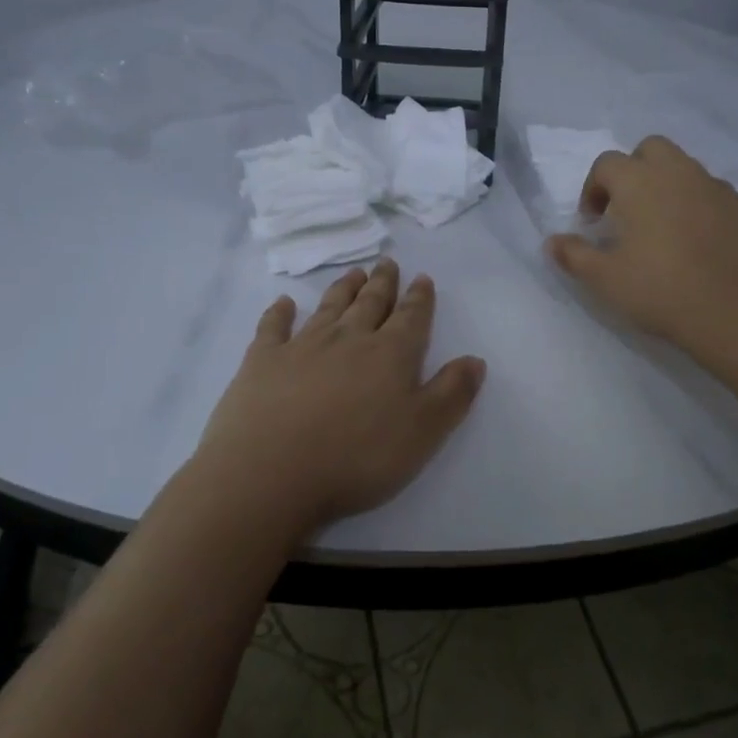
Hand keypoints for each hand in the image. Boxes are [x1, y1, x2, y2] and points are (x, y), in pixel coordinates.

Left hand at [194, 260, 485, 533]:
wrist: (271, 474)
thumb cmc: (357, 457)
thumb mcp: (423, 432)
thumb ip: (452, 393)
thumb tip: (475, 359)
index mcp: (390, 354)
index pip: (411, 317)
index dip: (419, 297)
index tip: (422, 278)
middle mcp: (349, 339)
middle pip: (370, 303)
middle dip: (383, 283)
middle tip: (387, 263)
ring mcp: (302, 346)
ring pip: (329, 307)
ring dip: (344, 288)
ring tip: (355, 273)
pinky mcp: (262, 361)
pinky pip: (273, 327)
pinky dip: (280, 312)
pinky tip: (284, 303)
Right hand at [545, 135, 737, 348]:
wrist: (736, 310)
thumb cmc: (660, 289)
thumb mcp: (605, 279)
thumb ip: (574, 255)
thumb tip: (552, 242)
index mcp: (640, 182)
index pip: (607, 163)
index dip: (593, 188)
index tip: (593, 221)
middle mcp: (679, 173)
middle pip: (651, 149)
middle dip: (635, 170)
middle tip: (628, 209)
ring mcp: (717, 188)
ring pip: (687, 170)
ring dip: (669, 188)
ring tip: (664, 229)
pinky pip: (715, 197)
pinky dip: (701, 209)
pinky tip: (699, 245)